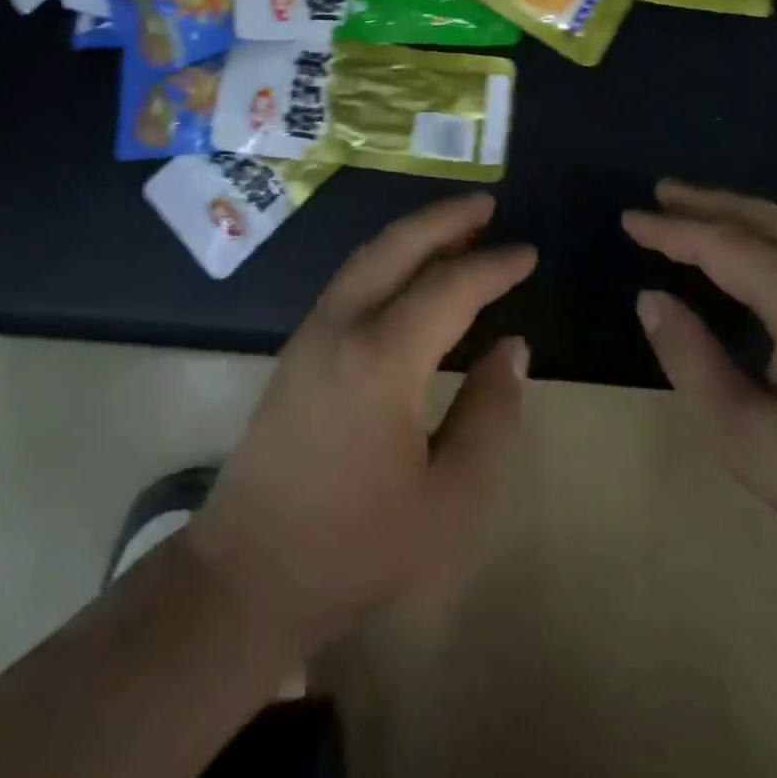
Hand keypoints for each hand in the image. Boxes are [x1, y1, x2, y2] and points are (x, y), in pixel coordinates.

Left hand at [184, 192, 531, 657]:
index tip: (528, 253)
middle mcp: (342, 326)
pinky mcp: (297, 347)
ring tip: (457, 227)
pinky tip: (409, 271)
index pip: (449, 288)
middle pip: (397, 246)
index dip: (493, 267)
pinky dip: (388, 258)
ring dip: (414, 234)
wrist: (248, 573)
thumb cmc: (356, 545)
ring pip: (368, 256)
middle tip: (487, 204)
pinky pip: (351, 279)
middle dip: (445, 218)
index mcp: (382, 359)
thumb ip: (490, 415)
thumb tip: (512, 347)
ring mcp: (312, 332)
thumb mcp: (450, 501)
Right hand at [623, 180, 776, 599]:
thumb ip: (693, 362)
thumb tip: (653, 300)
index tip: (628, 219)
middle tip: (659, 195)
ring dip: (739, 216)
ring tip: (696, 215)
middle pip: (763, 221)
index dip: (670, 229)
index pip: (723, 245)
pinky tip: (757, 259)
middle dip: (706, 202)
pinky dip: (770, 239)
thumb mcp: (753, 442)